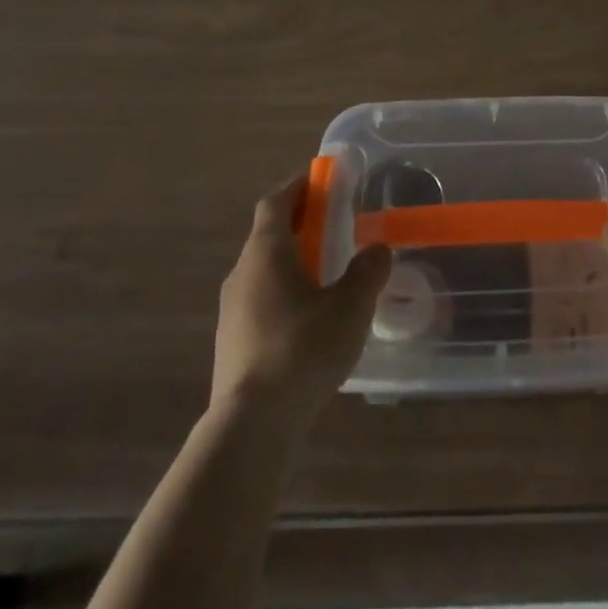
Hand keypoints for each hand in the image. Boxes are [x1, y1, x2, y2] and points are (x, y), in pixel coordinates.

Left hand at [210, 176, 391, 422]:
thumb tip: (377, 249)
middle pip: (268, 235)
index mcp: (265, 253)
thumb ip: (368, 271)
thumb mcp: (350, 306)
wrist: (251, 427)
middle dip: (300, 226)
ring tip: (328, 277)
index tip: (321, 181)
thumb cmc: (302, 350)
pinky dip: (284, 296)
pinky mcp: (231, 345)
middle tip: (335, 227)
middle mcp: (241, 274)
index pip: (275, 202)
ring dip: (292, 263)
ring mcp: (231, 312)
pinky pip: (260, 303)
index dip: (297, 187)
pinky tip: (310, 322)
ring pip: (263, 272)